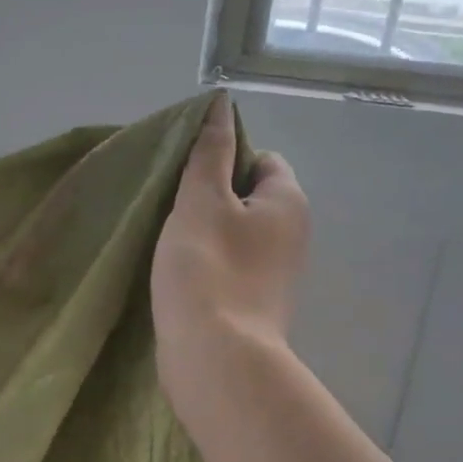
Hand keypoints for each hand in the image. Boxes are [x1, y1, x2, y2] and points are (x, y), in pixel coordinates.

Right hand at [152, 93, 308, 423]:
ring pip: (237, 236)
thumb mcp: (202, 199)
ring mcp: (276, 276)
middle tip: (173, 208)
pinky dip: (208, 266)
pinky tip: (179, 276)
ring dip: (206, 234)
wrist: (216, 358)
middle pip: (249, 198)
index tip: (187, 177)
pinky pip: (230, 269)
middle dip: (212, 198)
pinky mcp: (255, 306)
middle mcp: (292, 236)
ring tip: (170, 243)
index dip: (225, 158)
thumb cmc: (208, 269)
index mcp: (287, 202)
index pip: (262, 159)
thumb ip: (210, 151)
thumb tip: (222, 103)